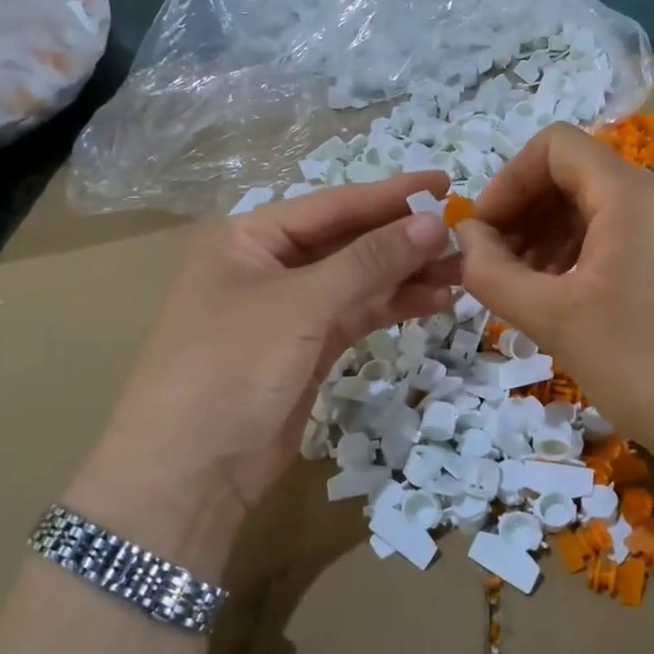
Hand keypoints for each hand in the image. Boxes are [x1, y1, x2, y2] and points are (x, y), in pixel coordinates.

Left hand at [73, 172, 460, 550]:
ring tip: (462, 270)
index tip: (446, 182)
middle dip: (404, 239)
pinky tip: (435, 300)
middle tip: (463, 235)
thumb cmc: (233, 365)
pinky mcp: (308, 348)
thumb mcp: (301, 304)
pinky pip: (358, 315)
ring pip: (359, 280)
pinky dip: (393, 307)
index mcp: (250, 236)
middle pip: (349, 241)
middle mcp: (270, 265)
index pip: (333, 204)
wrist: (190, 472)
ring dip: (406, 275)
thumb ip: (369, 261)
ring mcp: (290, 309)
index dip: (392, 194)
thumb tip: (433, 222)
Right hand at [455, 125, 653, 464]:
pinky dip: (580, 254)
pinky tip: (563, 298)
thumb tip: (464, 238)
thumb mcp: (552, 318)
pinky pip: (620, 236)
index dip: (507, 181)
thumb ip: (492, 272)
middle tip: (496, 266)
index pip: (554, 147)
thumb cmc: (641, 364)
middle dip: (524, 212)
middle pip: (574, 175)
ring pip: (595, 208)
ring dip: (548, 236)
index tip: (483, 234)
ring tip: (524, 288)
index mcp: (630, 194)